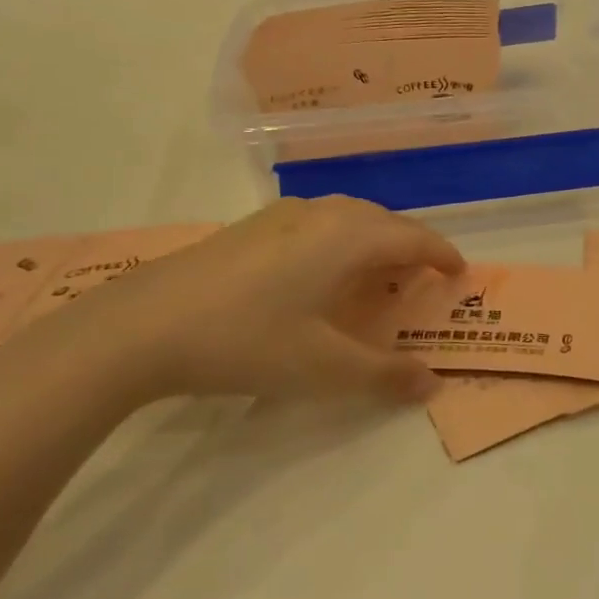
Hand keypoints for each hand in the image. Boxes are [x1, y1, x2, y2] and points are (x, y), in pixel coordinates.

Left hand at [34, 196, 461, 406]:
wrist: (138, 326)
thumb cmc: (246, 340)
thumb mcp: (323, 368)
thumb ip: (385, 374)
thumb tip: (432, 384)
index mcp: (349, 237)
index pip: (415, 238)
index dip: (443, 255)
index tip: (460, 274)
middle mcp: (321, 214)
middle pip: (384, 221)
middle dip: (410, 247)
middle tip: (421, 280)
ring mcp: (280, 216)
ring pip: (347, 218)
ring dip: (372, 242)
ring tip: (374, 276)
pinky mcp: (248, 228)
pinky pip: (315, 224)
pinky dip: (337, 243)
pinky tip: (317, 275)